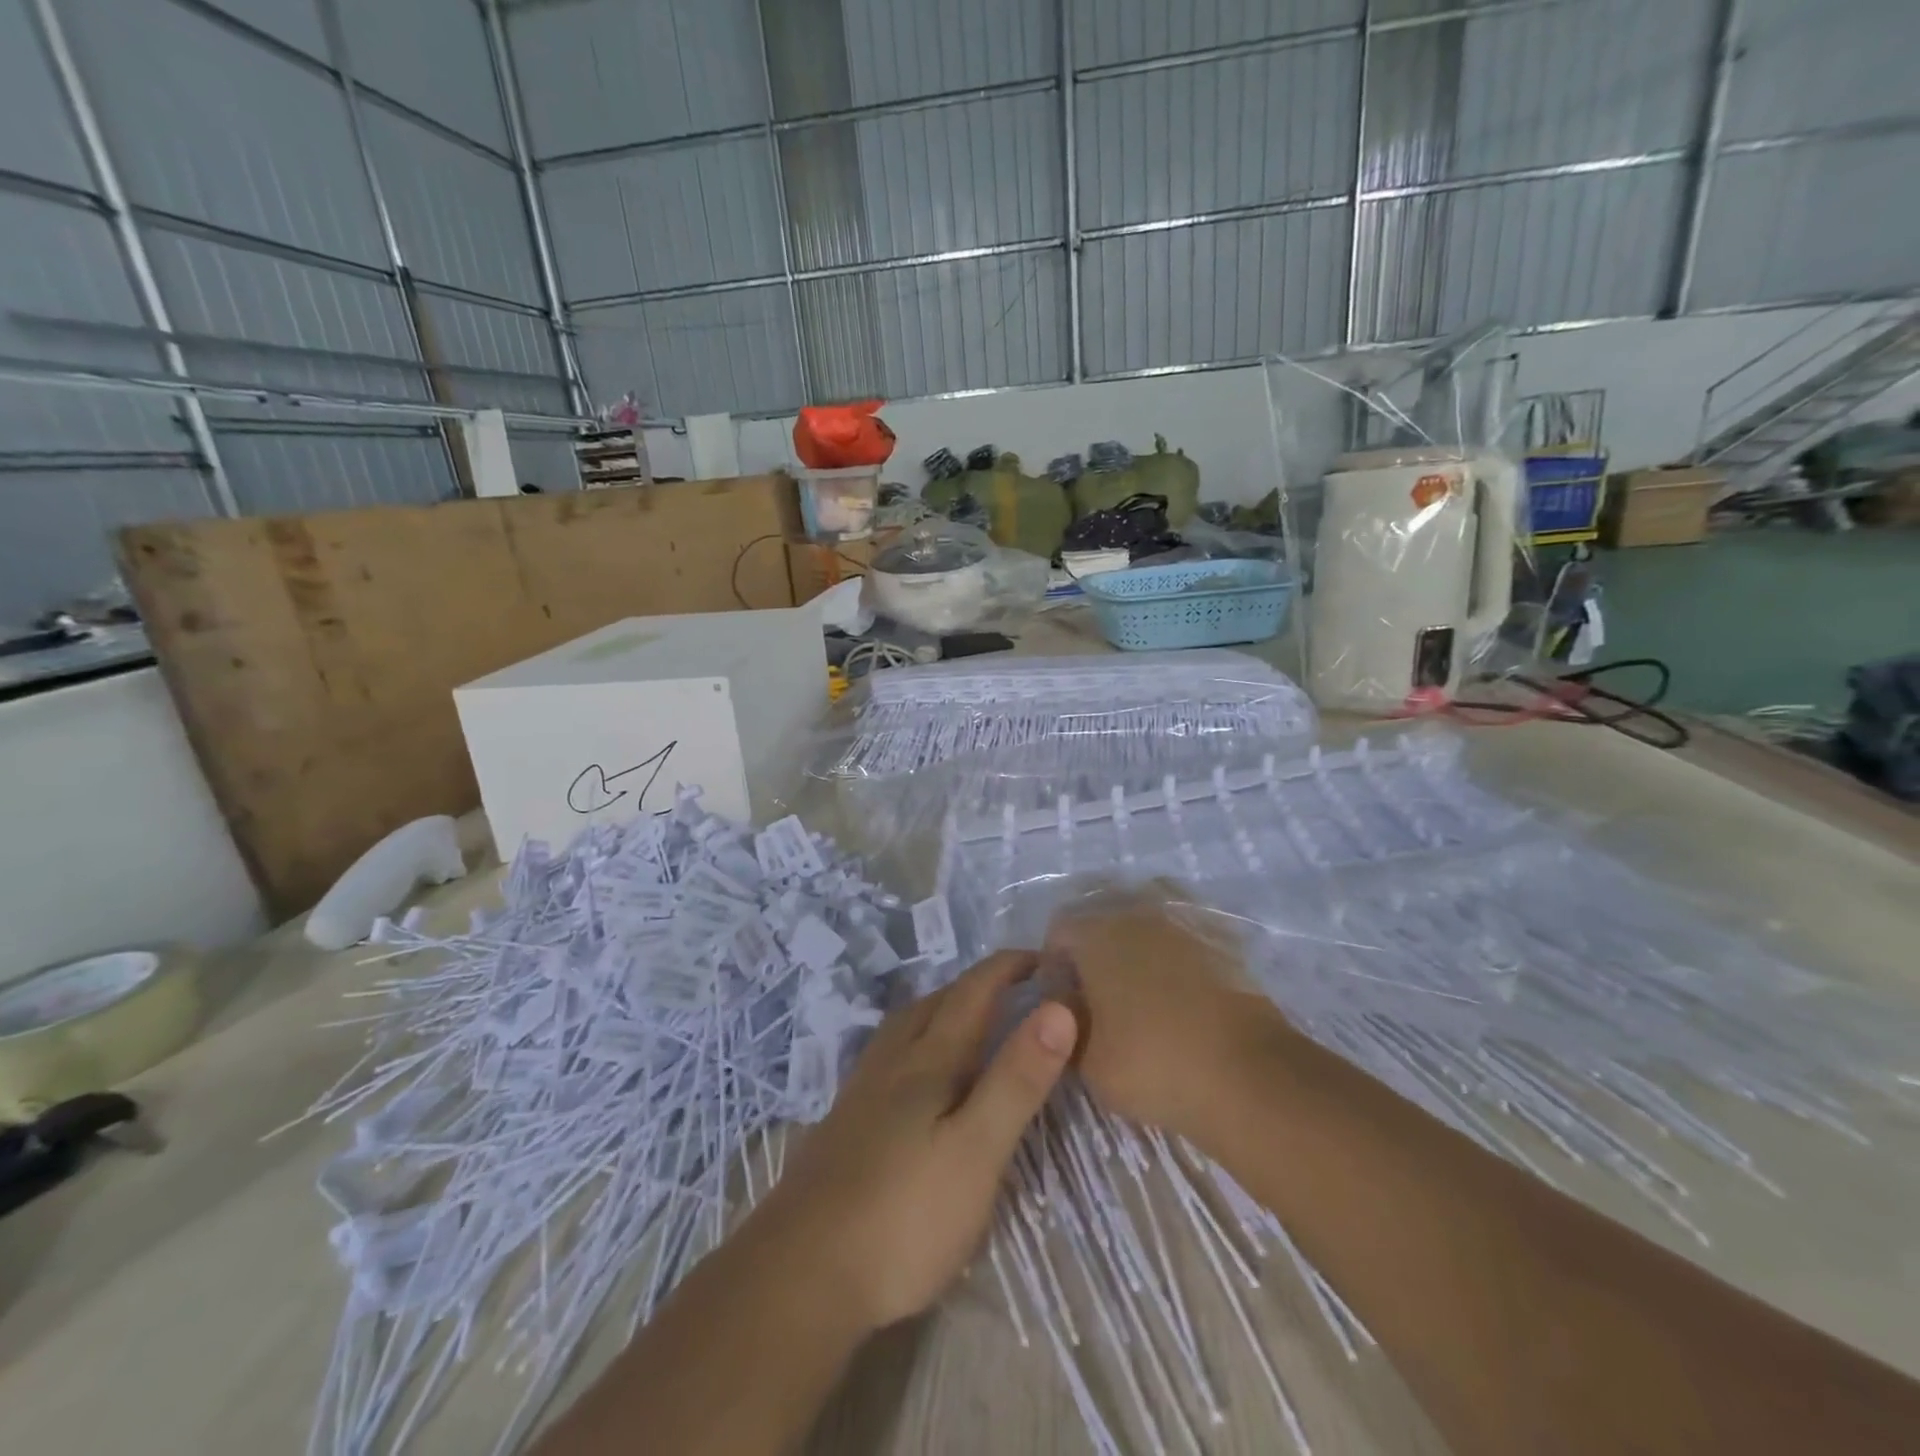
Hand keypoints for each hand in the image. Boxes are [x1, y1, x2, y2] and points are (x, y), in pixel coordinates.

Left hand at [751, 951, 1076, 1332]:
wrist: (800, 1274)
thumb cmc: (903, 1215)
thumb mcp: (977, 1150)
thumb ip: (1016, 1079)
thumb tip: (1059, 1007)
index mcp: (928, 1059)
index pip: (974, 991)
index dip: (1009, 967)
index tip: (1045, 957)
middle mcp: (892, 1060)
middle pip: (936, 1001)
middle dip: (979, 985)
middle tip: (1018, 989)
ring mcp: (862, 1090)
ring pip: (908, 1026)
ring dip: (944, 1009)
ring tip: (972, 1022)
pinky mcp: (846, 1121)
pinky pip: (891, 1056)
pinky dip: (919, 1043)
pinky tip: (919, 1076)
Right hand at [1043, 886, 1290, 1139]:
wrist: (1246, 1074)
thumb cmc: (1152, 1063)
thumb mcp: (1087, 1059)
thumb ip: (1066, 1020)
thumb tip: (1068, 1000)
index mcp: (1095, 932)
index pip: (1058, 931)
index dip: (1056, 965)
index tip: (1065, 1001)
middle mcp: (1136, 911)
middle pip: (1102, 917)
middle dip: (1096, 949)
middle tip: (1102, 995)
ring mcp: (1182, 919)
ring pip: (1145, 918)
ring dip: (1137, 945)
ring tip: (1142, 988)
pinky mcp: (1221, 937)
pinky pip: (1184, 933)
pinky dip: (1176, 952)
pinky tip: (1180, 988)